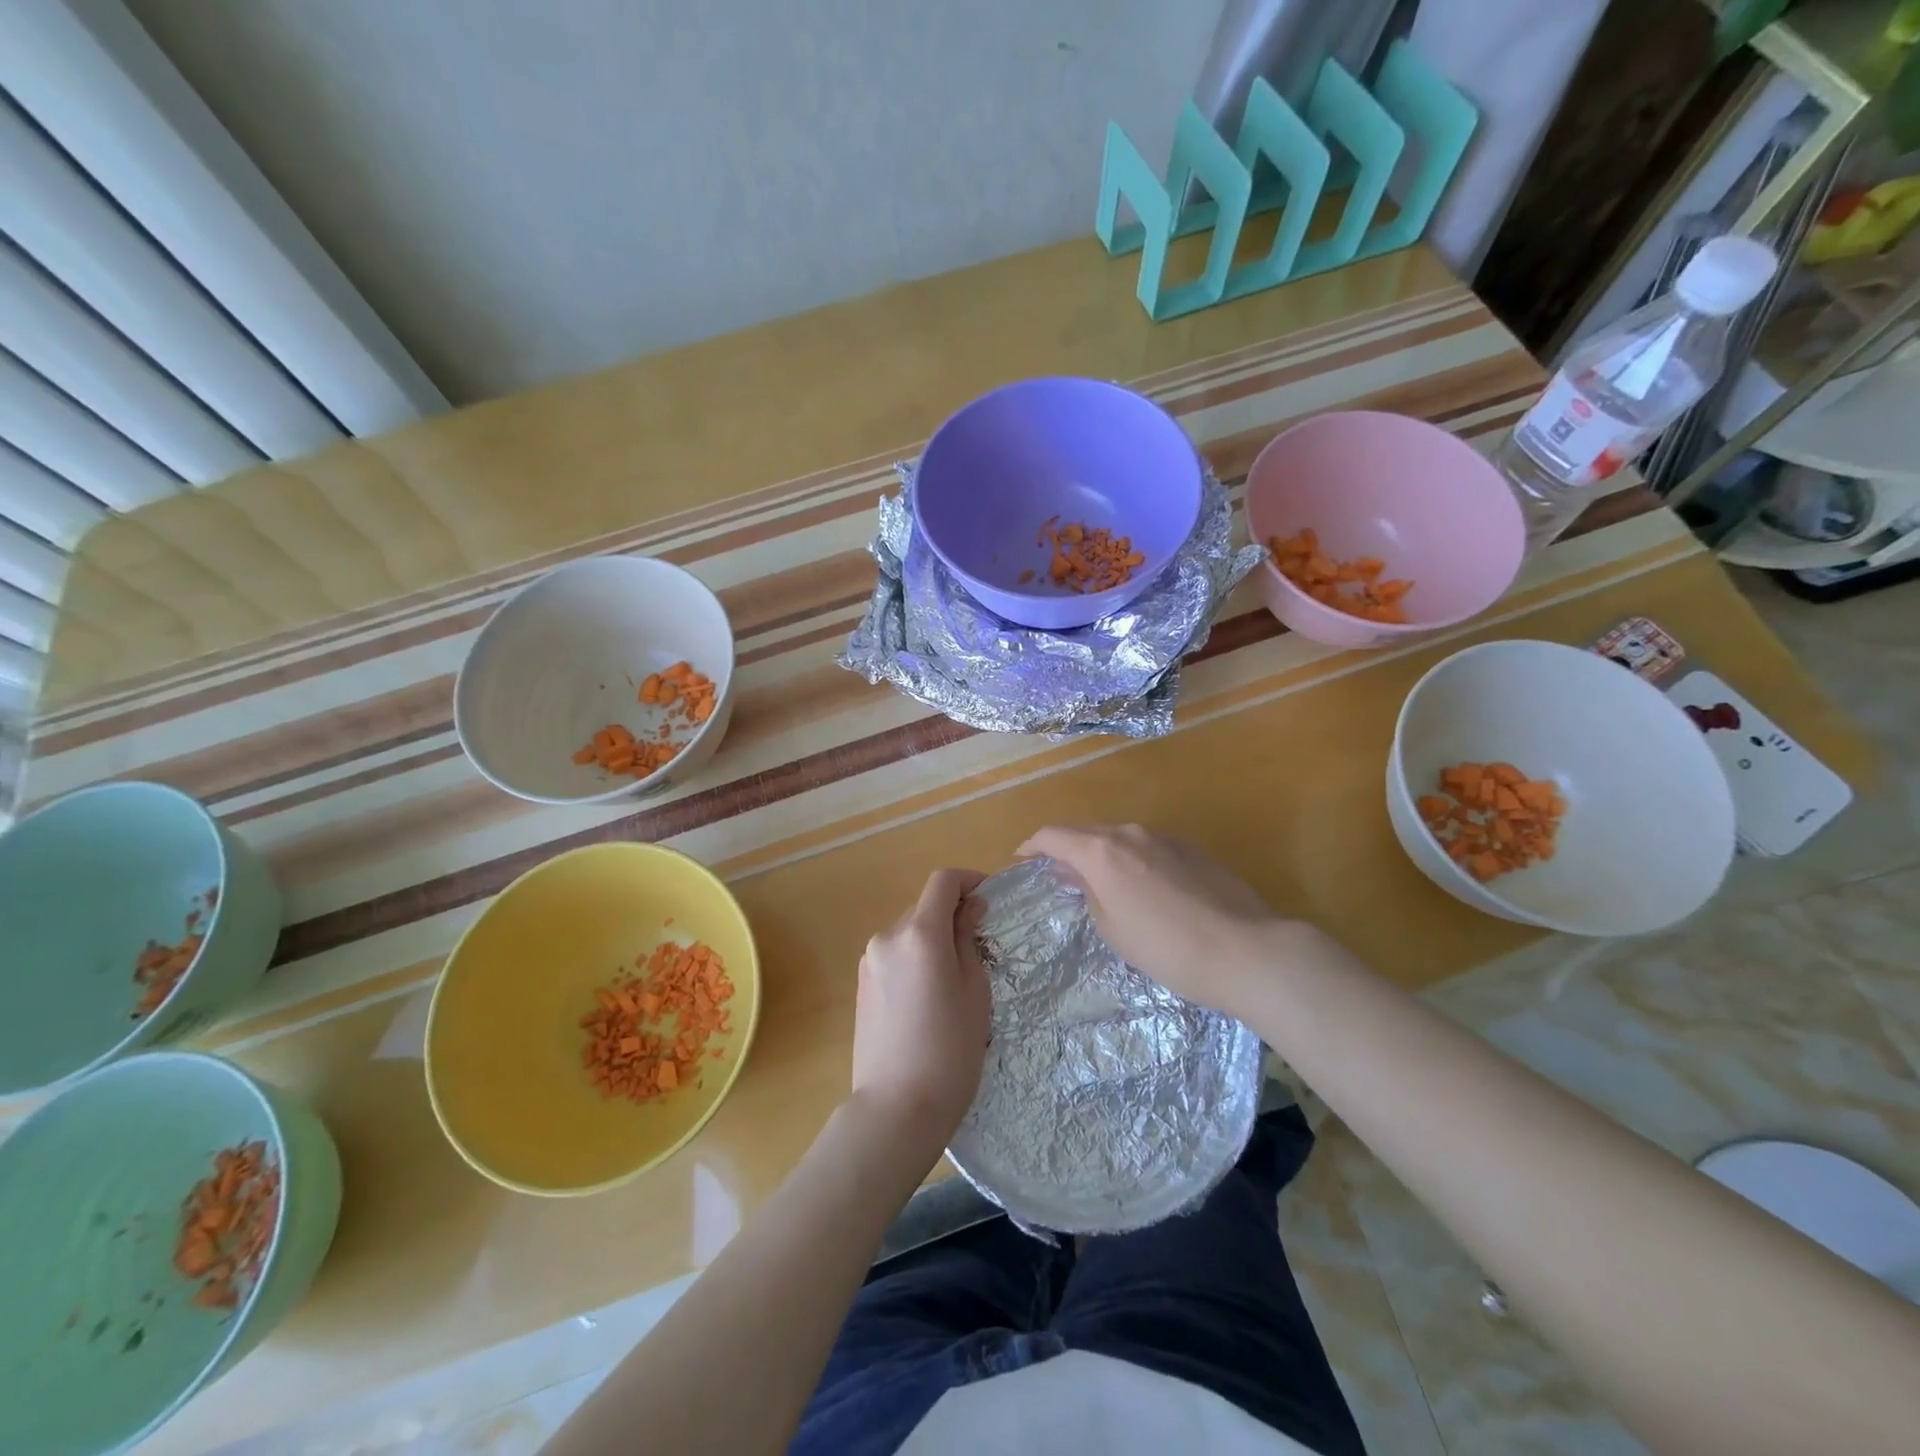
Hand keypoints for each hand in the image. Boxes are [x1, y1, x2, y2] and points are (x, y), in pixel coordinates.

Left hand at [851, 868, 990, 1154]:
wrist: (896, 1108)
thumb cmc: (950, 1050)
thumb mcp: (974, 991)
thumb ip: (968, 940)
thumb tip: (967, 908)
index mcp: (919, 933)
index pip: (943, 881)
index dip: (969, 880)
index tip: (989, 898)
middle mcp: (888, 937)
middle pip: (925, 907)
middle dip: (953, 916)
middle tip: (980, 948)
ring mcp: (869, 961)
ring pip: (909, 933)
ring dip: (933, 939)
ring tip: (955, 980)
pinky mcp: (861, 985)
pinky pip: (895, 956)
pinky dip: (915, 959)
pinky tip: (928, 998)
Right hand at [1017, 823, 1299, 1020]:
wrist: (1245, 950)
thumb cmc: (1166, 948)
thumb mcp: (1113, 929)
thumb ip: (1089, 893)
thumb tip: (1077, 874)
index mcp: (1102, 851)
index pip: (1054, 836)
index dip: (1033, 845)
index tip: (1022, 858)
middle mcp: (1130, 833)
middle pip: (1087, 833)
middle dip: (1068, 850)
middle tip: (1059, 876)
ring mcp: (1165, 837)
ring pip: (1120, 840)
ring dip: (1103, 856)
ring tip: (1101, 884)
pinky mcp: (1192, 849)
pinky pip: (1148, 848)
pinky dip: (1132, 862)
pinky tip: (1142, 889)